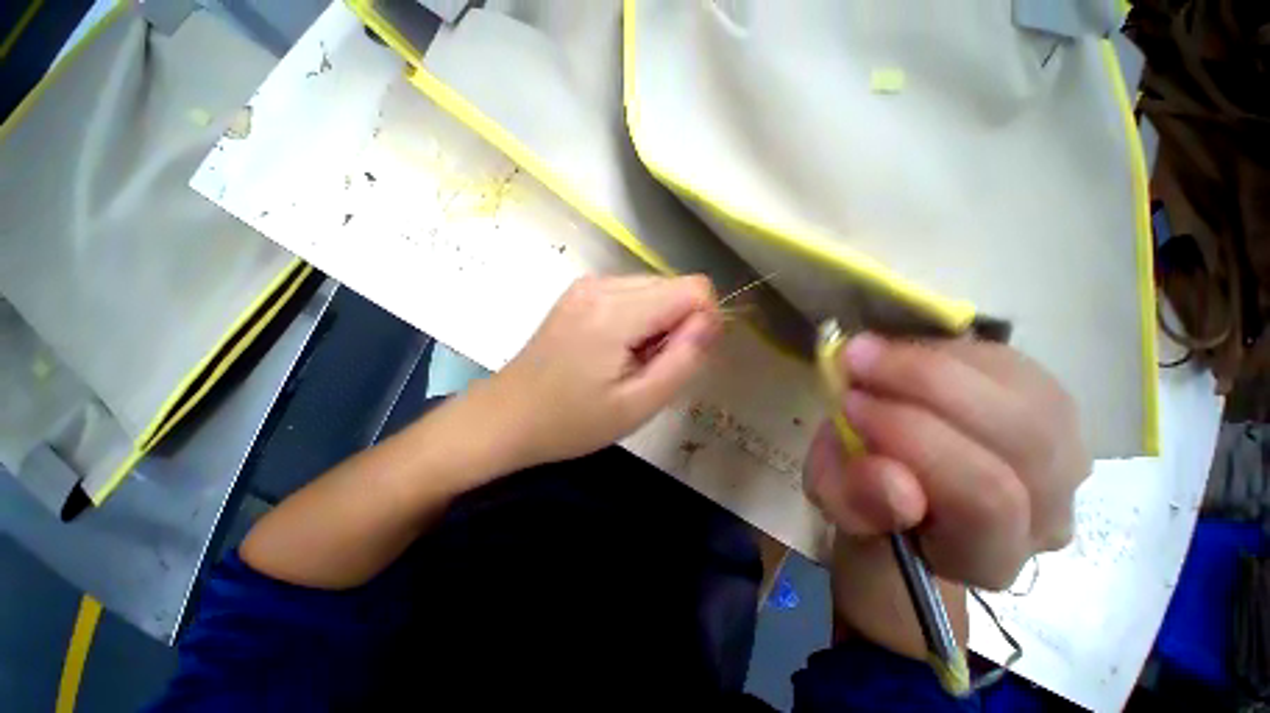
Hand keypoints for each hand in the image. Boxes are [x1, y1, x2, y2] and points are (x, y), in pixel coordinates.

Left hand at [485, 275, 720, 469]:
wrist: (506, 417)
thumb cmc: (572, 421)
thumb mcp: (638, 404)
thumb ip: (684, 359)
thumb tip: (712, 321)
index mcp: (617, 310)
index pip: (694, 289)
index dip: (703, 322)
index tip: (684, 358)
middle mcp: (603, 284)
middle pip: (675, 286)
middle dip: (679, 325)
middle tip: (652, 367)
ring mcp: (588, 284)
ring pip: (656, 289)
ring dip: (658, 323)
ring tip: (631, 361)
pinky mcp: (581, 292)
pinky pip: (633, 294)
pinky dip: (639, 319)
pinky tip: (616, 349)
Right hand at [804, 333, 1089, 590]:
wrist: (897, 482)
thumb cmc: (864, 499)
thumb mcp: (837, 505)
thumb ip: (852, 500)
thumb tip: (890, 479)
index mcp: (988, 557)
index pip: (985, 499)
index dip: (916, 441)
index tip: (848, 404)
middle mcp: (1048, 513)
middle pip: (1022, 439)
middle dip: (925, 385)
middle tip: (856, 361)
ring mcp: (1064, 458)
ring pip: (1028, 396)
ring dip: (936, 363)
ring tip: (874, 353)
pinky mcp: (1055, 408)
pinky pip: (1018, 369)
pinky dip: (953, 352)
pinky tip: (906, 355)